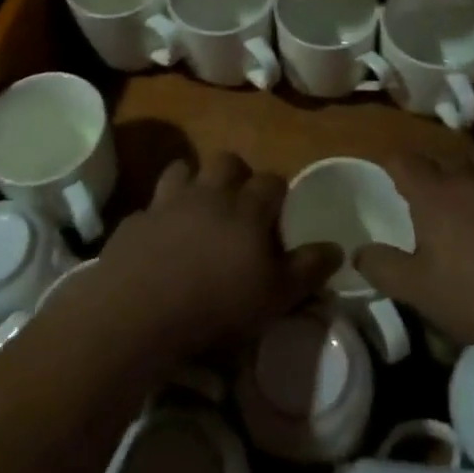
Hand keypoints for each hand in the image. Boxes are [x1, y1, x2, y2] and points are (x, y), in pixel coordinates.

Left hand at [94, 151, 340, 360]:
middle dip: (237, 174)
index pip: (271, 182)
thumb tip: (338, 248)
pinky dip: (159, 215)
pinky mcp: (136, 220)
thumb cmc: (216, 304)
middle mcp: (209, 193)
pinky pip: (151, 206)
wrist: (138, 310)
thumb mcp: (275, 296)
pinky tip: (159, 238)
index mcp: (246, 208)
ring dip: (193, 181)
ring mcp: (168, 202)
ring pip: (184, 170)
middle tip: (239, 204)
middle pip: (227, 162)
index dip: (278, 193)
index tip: (280, 213)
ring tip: (197, 208)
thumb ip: (307, 269)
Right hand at [356, 152, 473, 367]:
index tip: (388, 178)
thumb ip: (385, 270)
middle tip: (428, 206)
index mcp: (436, 192)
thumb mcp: (425, 294)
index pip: (401, 160)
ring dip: (468, 181)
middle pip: (441, 160)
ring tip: (470, 212)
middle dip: (430, 176)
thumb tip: (358, 252)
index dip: (390, 165)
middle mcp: (471, 172)